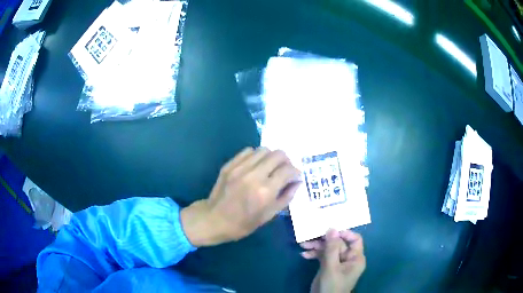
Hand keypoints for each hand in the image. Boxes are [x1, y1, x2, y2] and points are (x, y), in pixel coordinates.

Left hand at [181, 147, 301, 246]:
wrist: (214, 220)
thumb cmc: (243, 223)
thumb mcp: (269, 216)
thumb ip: (286, 197)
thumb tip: (297, 182)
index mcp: (265, 191)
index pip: (288, 170)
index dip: (296, 172)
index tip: (295, 177)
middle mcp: (254, 175)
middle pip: (278, 154)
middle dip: (286, 161)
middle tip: (284, 170)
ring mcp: (240, 168)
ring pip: (264, 149)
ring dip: (272, 157)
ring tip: (270, 167)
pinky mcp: (229, 165)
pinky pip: (248, 151)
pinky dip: (257, 156)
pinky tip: (255, 166)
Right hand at [301, 229, 365, 292]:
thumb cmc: (332, 285)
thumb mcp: (331, 267)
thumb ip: (332, 248)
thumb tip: (332, 229)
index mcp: (355, 258)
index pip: (355, 239)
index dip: (344, 233)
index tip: (330, 230)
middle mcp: (348, 258)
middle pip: (338, 243)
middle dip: (324, 241)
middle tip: (310, 237)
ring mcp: (338, 262)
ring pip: (329, 249)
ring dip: (316, 247)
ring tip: (303, 245)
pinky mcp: (329, 266)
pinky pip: (323, 256)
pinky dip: (314, 255)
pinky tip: (304, 255)